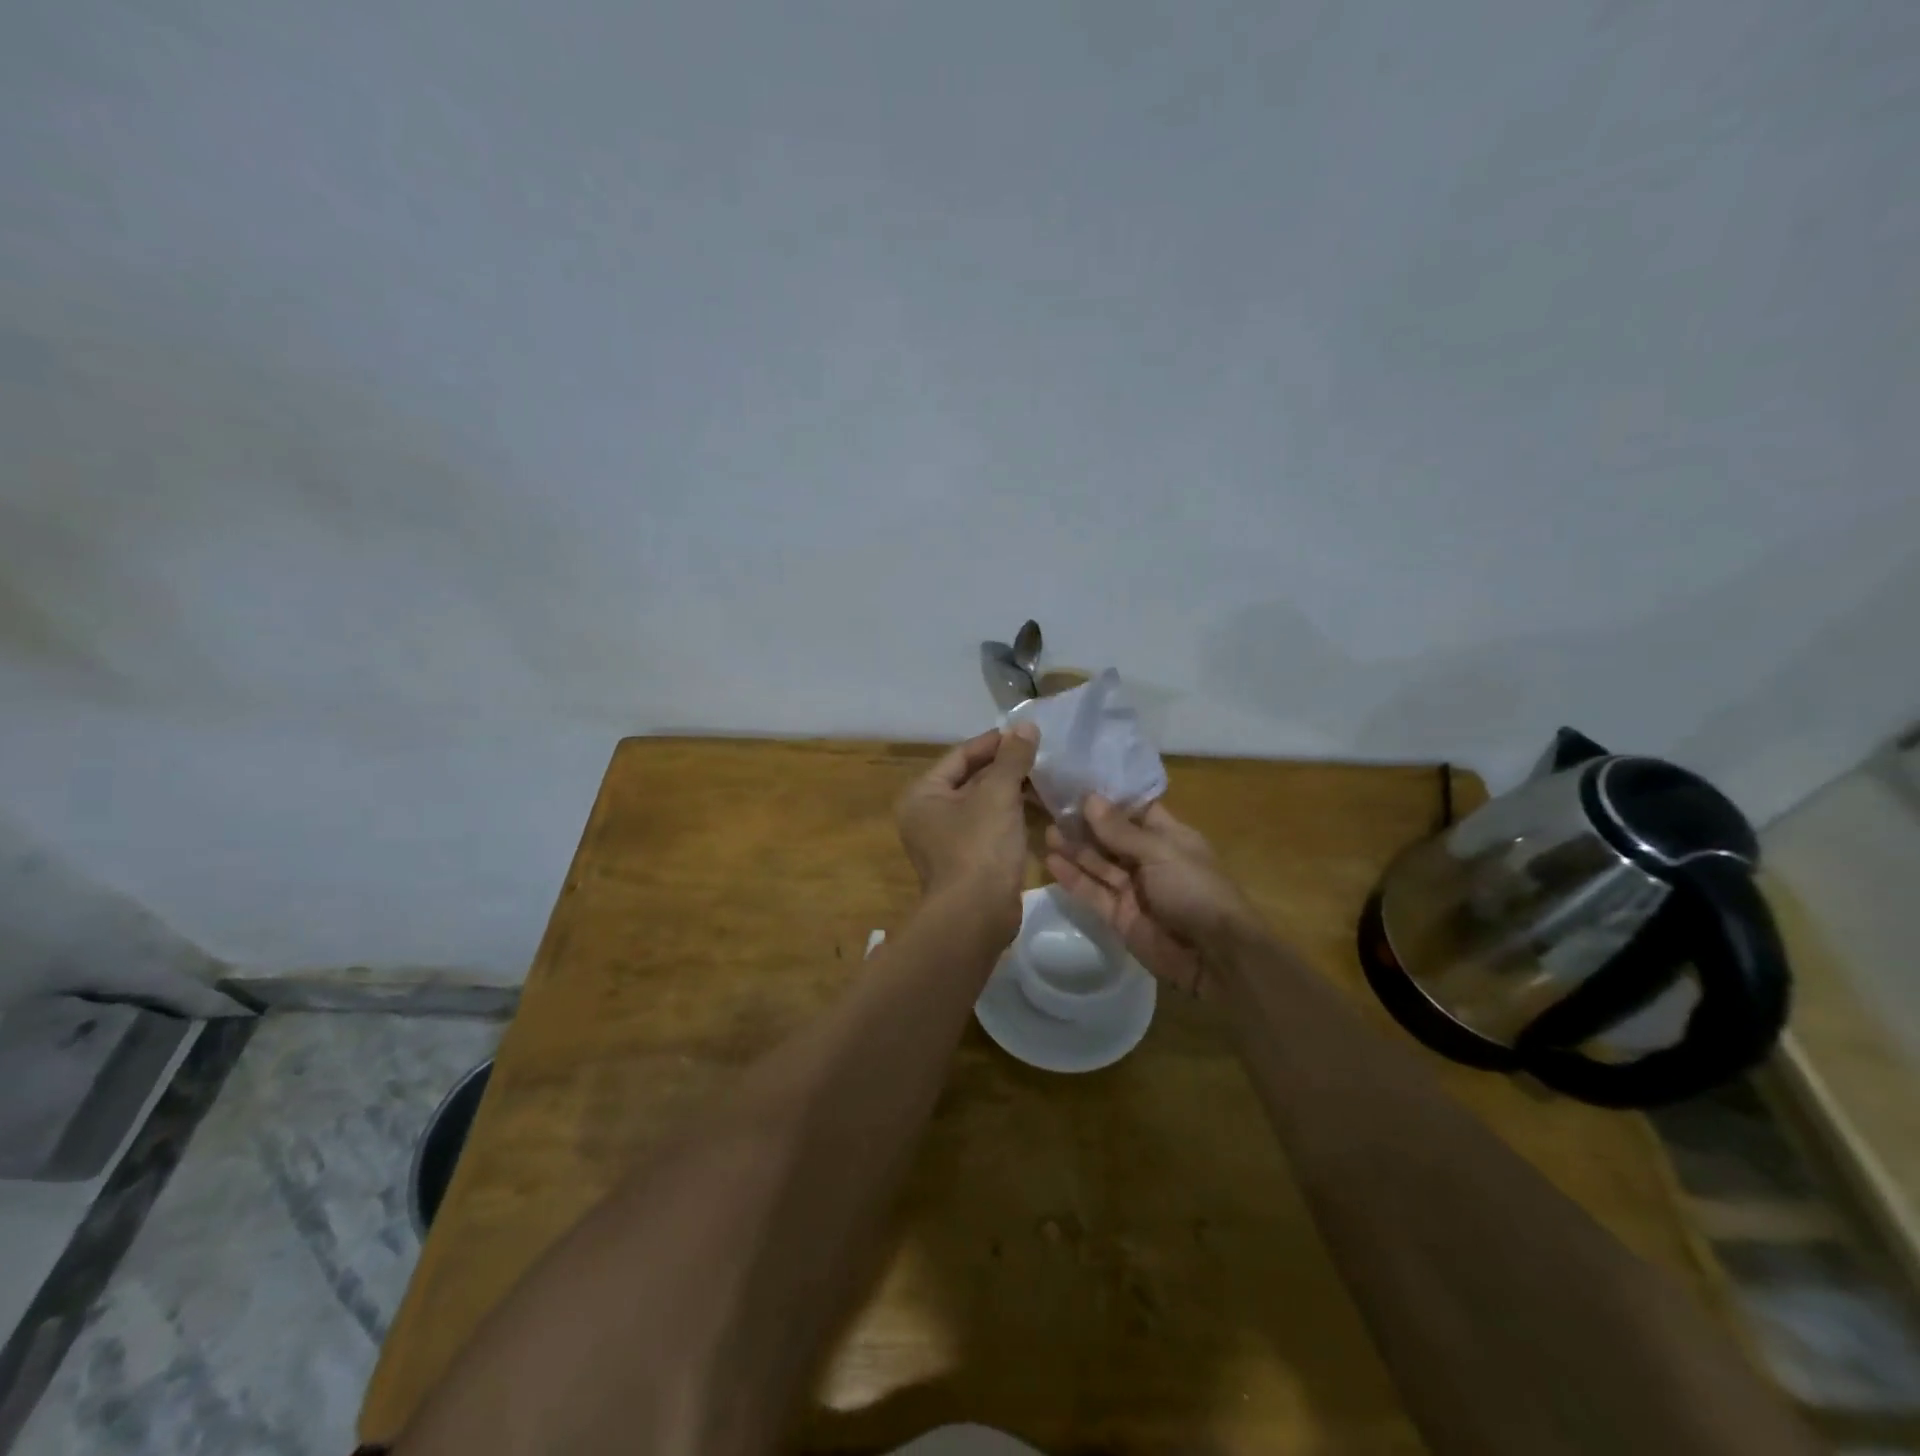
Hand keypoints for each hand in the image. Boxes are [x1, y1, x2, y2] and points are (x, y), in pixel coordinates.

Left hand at [896, 724, 1040, 921]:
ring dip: (1010, 791)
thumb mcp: (998, 795)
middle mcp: (927, 815)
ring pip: (982, 804)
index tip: (1025, 733)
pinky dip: (1010, 815)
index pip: (960, 756)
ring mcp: (946, 840)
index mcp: (923, 795)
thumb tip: (1026, 726)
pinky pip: (989, 826)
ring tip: (1045, 777)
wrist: (976, 917)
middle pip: (970, 779)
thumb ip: (1012, 759)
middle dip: (1004, 767)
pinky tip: (1038, 808)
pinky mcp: (967, 860)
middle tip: (1039, 753)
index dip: (993, 742)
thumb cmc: (979, 847)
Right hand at [1045, 795, 1259, 997]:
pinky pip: (1092, 892)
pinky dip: (1073, 878)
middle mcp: (1149, 859)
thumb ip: (1120, 830)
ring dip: (1075, 848)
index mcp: (1169, 837)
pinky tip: (1051, 861)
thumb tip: (1089, 798)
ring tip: (1047, 831)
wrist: (1214, 956)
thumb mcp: (1160, 852)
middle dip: (1085, 824)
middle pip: (1111, 837)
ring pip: (1098, 864)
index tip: (1078, 782)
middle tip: (1052, 807)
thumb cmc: (1195, 890)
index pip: (1134, 810)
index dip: (1108, 798)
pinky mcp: (1118, 916)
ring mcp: (1133, 889)